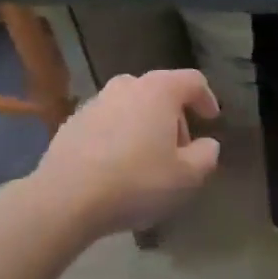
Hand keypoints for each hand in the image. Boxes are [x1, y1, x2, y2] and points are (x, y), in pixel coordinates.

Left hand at [32, 69, 221, 237]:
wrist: (65, 197)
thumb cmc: (135, 181)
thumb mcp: (185, 178)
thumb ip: (205, 157)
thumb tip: (208, 144)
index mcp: (160, 90)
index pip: (193, 81)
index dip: (206, 98)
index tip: (211, 120)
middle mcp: (128, 85)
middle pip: (161, 92)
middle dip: (174, 118)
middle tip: (179, 150)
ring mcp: (97, 100)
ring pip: (132, 105)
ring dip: (144, 125)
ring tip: (146, 160)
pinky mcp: (74, 121)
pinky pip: (107, 122)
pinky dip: (118, 135)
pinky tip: (115, 167)